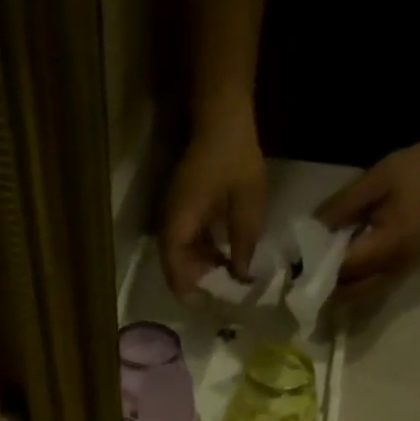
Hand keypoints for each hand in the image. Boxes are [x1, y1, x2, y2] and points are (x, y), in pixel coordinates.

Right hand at [159, 111, 267, 294]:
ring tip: (226, 281)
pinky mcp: (183, 206)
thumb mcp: (248, 205)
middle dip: (195, 284)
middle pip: (174, 266)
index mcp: (180, 222)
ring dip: (199, 268)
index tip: (207, 307)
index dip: (188, 292)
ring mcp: (175, 212)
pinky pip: (186, 239)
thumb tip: (241, 278)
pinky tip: (224, 257)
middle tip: (220, 298)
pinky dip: (201, 252)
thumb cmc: (235, 157)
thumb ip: (243, 244)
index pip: (174, 269)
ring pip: (180, 254)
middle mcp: (171, 221)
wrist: (222, 113)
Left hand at [313, 133, 419, 305]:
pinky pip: (372, 289)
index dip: (318, 268)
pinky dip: (352, 286)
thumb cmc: (416, 168)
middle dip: (325, 286)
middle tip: (301, 274)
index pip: (345, 267)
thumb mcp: (375, 180)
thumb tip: (309, 229)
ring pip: (361, 296)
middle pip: (351, 292)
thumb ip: (341, 206)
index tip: (294, 264)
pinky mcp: (404, 270)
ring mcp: (402, 273)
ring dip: (338, 290)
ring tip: (316, 273)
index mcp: (390, 246)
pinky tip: (338, 271)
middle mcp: (396, 268)